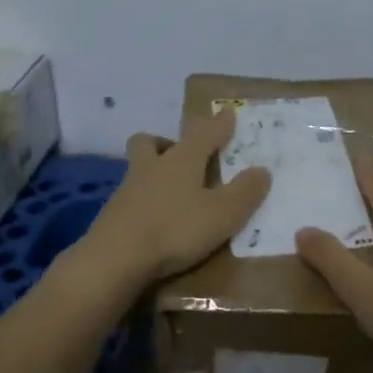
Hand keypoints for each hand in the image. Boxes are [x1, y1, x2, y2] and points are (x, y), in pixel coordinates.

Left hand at [76, 109, 270, 288]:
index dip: (219, 124)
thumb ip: (244, 192)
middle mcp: (152, 167)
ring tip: (171, 193)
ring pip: (138, 168)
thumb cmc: (174, 230)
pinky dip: (143, 203)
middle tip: (180, 154)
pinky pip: (130, 198)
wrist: (114, 259)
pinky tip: (153, 220)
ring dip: (152, 172)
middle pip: (151, 142)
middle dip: (166, 142)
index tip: (227, 113)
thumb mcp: (222, 214)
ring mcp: (126, 190)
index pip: (204, 133)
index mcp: (182, 160)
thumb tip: (261, 169)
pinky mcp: (111, 215)